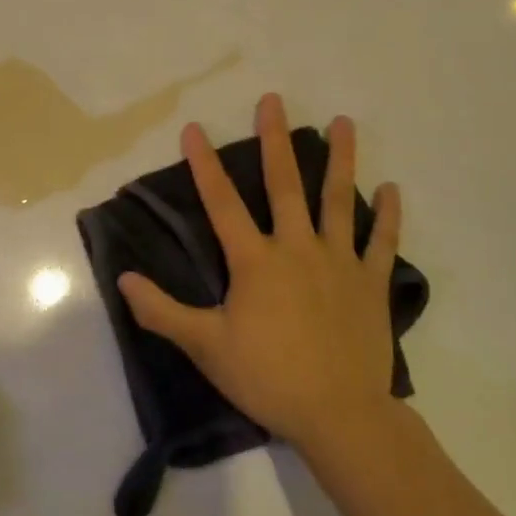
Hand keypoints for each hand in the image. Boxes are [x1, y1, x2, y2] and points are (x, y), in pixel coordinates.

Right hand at [118, 93, 402, 450]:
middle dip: (276, 140)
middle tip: (273, 101)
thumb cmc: (268, 376)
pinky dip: (389, 215)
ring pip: (338, 200)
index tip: (194, 128)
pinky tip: (392, 187)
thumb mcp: (206, 347)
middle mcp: (297, 248)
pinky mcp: (370, 283)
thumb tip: (123, 279)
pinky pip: (382, 242)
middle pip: (284, 185)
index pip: (222, 203)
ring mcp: (339, 262)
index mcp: (255, 261)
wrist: (339, 414)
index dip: (204, 165)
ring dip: (341, 160)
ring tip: (344, 122)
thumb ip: (162, 311)